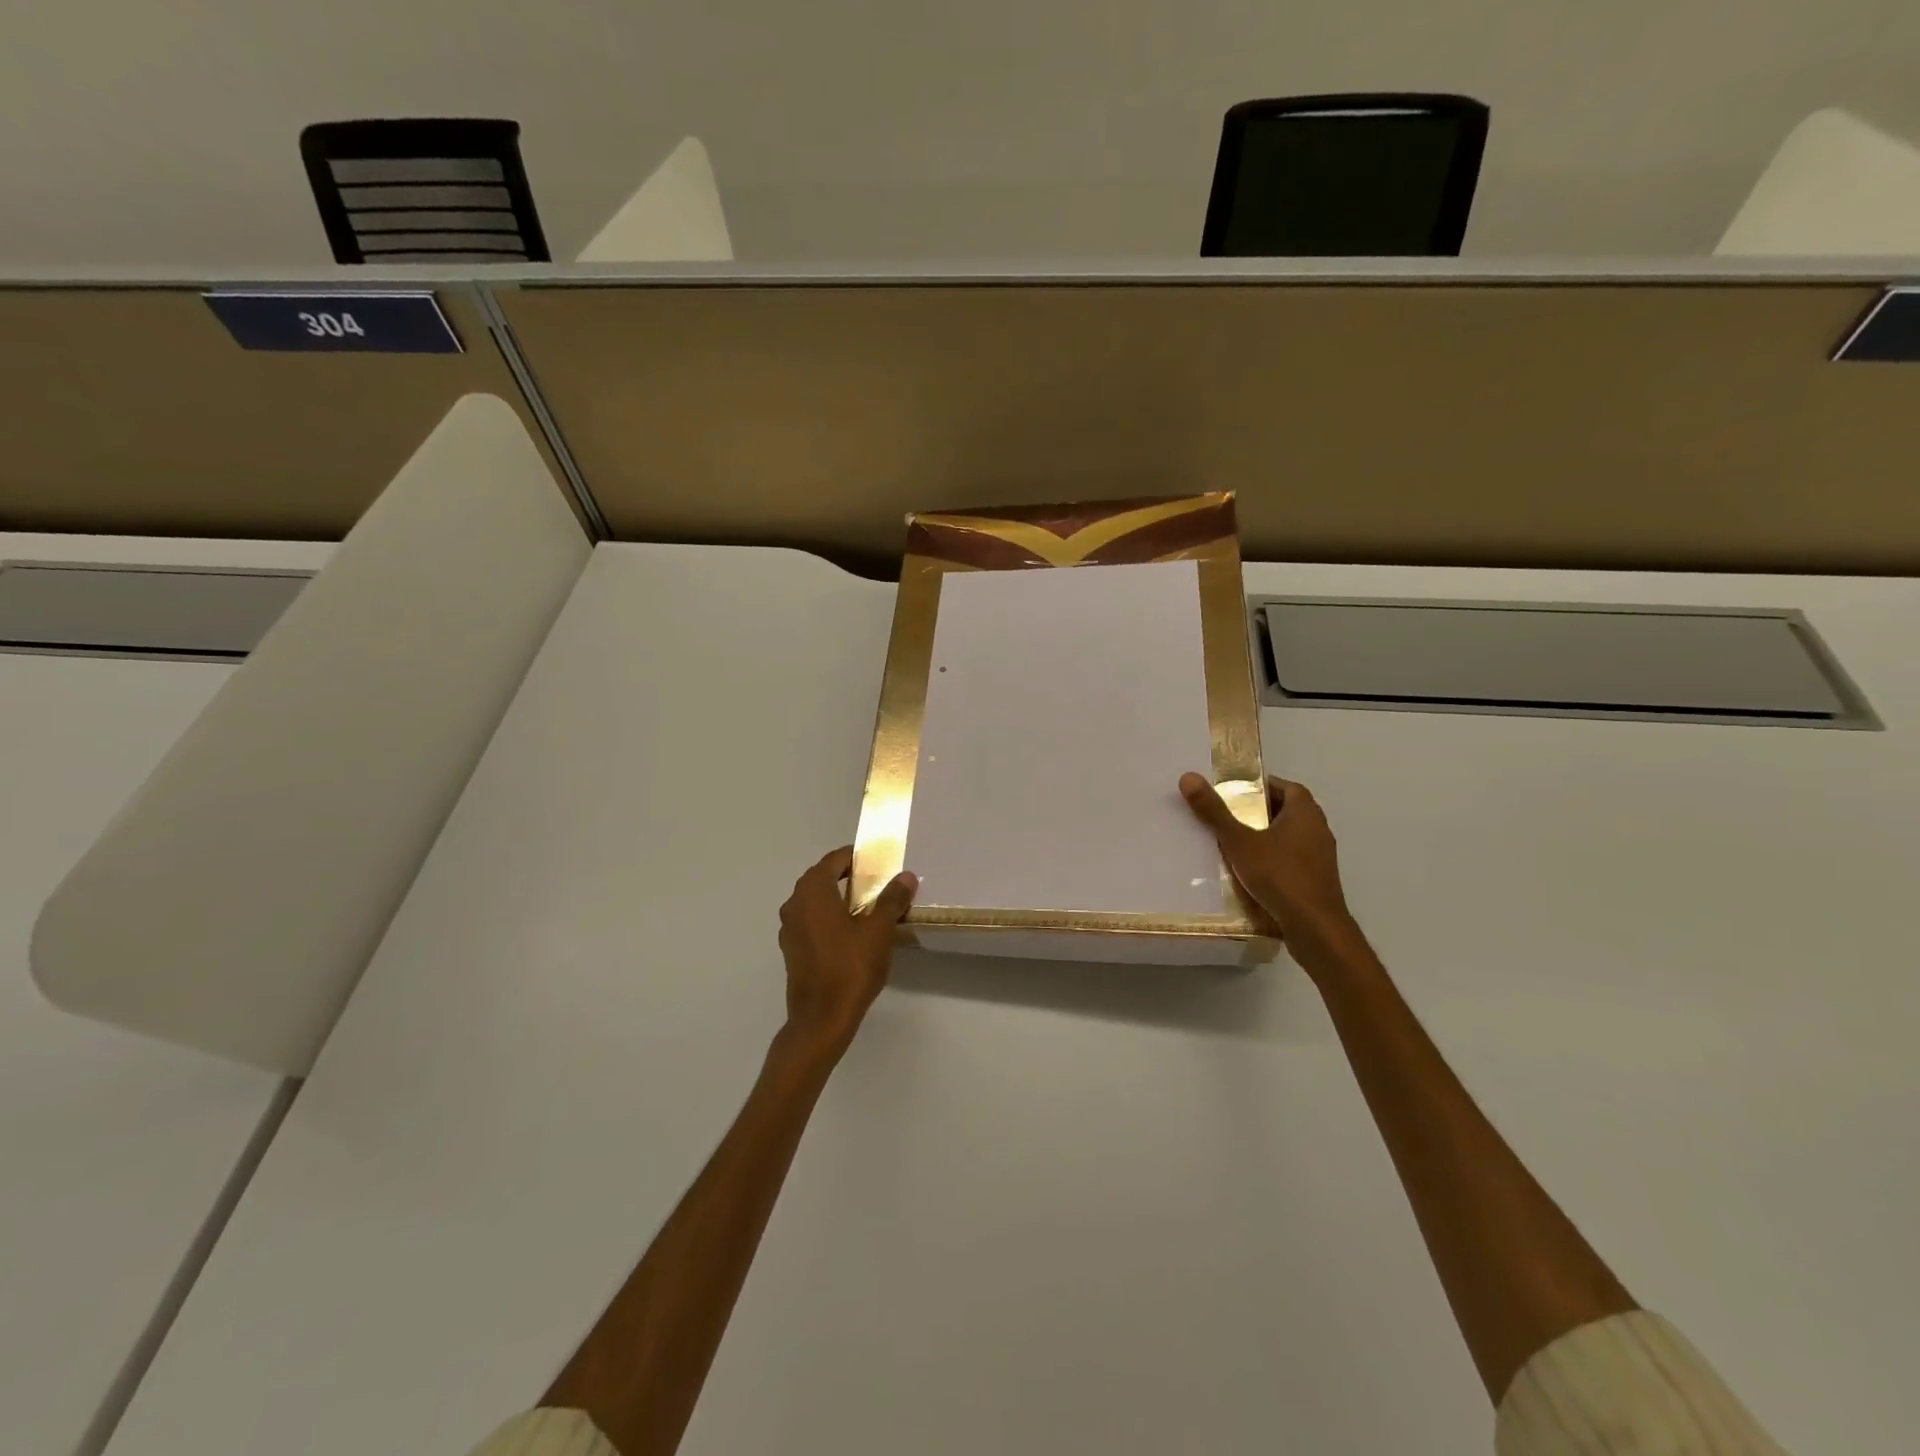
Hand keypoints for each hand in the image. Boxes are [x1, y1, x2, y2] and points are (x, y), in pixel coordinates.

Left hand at [776, 846, 916, 1057]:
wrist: (821, 1019)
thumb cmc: (850, 968)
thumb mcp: (879, 931)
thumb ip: (892, 900)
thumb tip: (906, 876)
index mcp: (813, 891)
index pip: (834, 860)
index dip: (855, 857)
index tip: (877, 862)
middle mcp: (795, 903)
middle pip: (821, 878)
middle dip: (847, 876)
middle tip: (875, 882)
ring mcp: (789, 928)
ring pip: (814, 900)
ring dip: (836, 897)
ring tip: (866, 907)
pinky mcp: (791, 949)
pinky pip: (810, 921)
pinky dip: (828, 917)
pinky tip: (849, 933)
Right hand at [1178, 773, 1360, 961]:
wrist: (1315, 929)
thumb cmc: (1280, 876)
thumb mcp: (1239, 842)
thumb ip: (1215, 811)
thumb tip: (1189, 777)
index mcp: (1305, 813)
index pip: (1286, 787)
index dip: (1262, 786)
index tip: (1235, 793)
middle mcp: (1318, 830)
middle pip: (1287, 811)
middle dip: (1258, 812)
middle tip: (1228, 816)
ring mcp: (1321, 857)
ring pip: (1289, 837)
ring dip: (1266, 837)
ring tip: (1233, 844)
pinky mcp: (1317, 881)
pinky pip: (1292, 860)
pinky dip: (1273, 860)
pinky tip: (1250, 873)